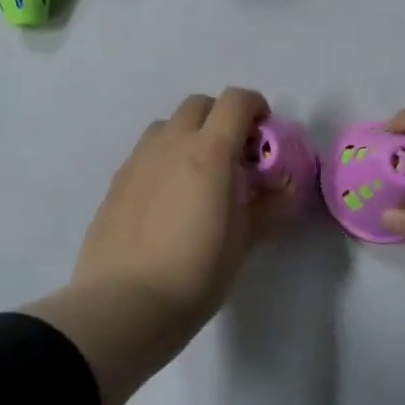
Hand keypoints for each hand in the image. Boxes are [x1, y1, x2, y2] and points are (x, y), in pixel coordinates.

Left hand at [70, 88, 286, 326]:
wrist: (125, 304)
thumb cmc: (195, 272)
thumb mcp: (243, 241)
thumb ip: (269, 207)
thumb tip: (288, 189)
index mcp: (208, 151)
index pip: (235, 101)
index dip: (255, 107)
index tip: (264, 135)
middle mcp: (170, 144)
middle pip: (199, 105)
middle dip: (221, 118)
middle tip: (234, 156)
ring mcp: (137, 160)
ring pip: (167, 126)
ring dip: (189, 135)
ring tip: (198, 175)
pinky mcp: (116, 181)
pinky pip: (145, 153)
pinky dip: (164, 159)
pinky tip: (168, 199)